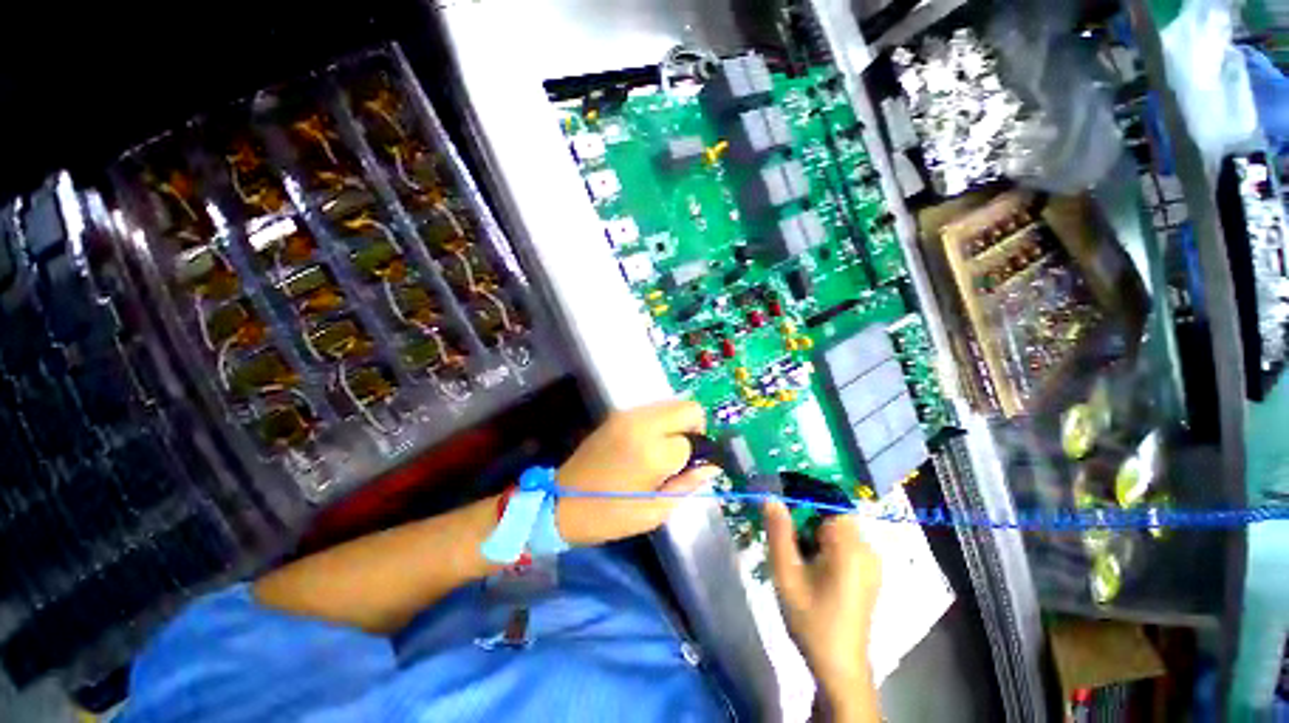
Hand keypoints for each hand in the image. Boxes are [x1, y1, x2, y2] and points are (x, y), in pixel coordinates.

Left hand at [556, 401, 717, 545]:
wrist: (560, 502)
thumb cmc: (609, 515)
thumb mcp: (654, 510)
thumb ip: (687, 484)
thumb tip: (711, 466)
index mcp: (653, 452)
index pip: (692, 441)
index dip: (694, 457)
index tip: (685, 470)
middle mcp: (643, 424)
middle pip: (688, 408)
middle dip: (694, 429)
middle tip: (681, 455)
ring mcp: (628, 415)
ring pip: (672, 404)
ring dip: (677, 424)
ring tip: (663, 451)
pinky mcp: (617, 415)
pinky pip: (653, 409)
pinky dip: (661, 422)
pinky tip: (647, 444)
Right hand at [764, 501, 880, 720]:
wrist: (838, 667)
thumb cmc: (811, 619)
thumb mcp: (786, 574)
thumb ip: (778, 532)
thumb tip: (771, 498)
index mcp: (851, 547)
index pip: (830, 501)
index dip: (804, 493)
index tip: (780, 496)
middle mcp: (867, 550)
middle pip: (833, 514)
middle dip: (805, 514)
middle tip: (781, 529)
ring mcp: (870, 563)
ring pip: (837, 529)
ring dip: (812, 529)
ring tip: (791, 549)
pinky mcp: (867, 574)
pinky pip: (843, 544)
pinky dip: (823, 543)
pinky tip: (807, 562)